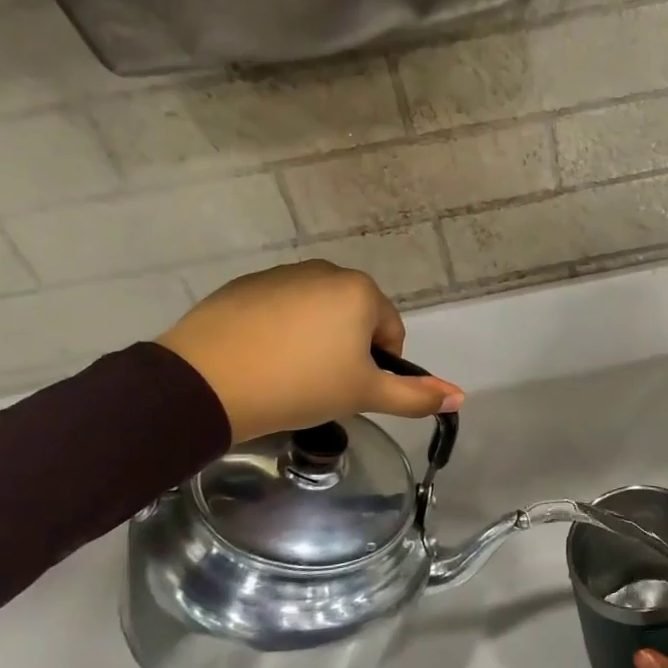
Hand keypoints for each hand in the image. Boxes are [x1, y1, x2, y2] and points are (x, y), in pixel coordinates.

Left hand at [156, 261, 463, 440]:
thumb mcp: (363, 395)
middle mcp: (326, 271)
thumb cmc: (300, 385)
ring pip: (316, 313)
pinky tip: (260, 360)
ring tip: (288, 374)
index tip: (350, 389)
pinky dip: (279, 332)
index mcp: (361, 291)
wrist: (206, 383)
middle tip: (321, 384)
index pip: (391, 332)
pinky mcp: (244, 286)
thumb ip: (415, 396)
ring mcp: (281, 275)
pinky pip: (279, 310)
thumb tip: (460, 396)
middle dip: (347, 349)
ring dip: (315, 339)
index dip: (378, 366)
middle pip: (354, 318)